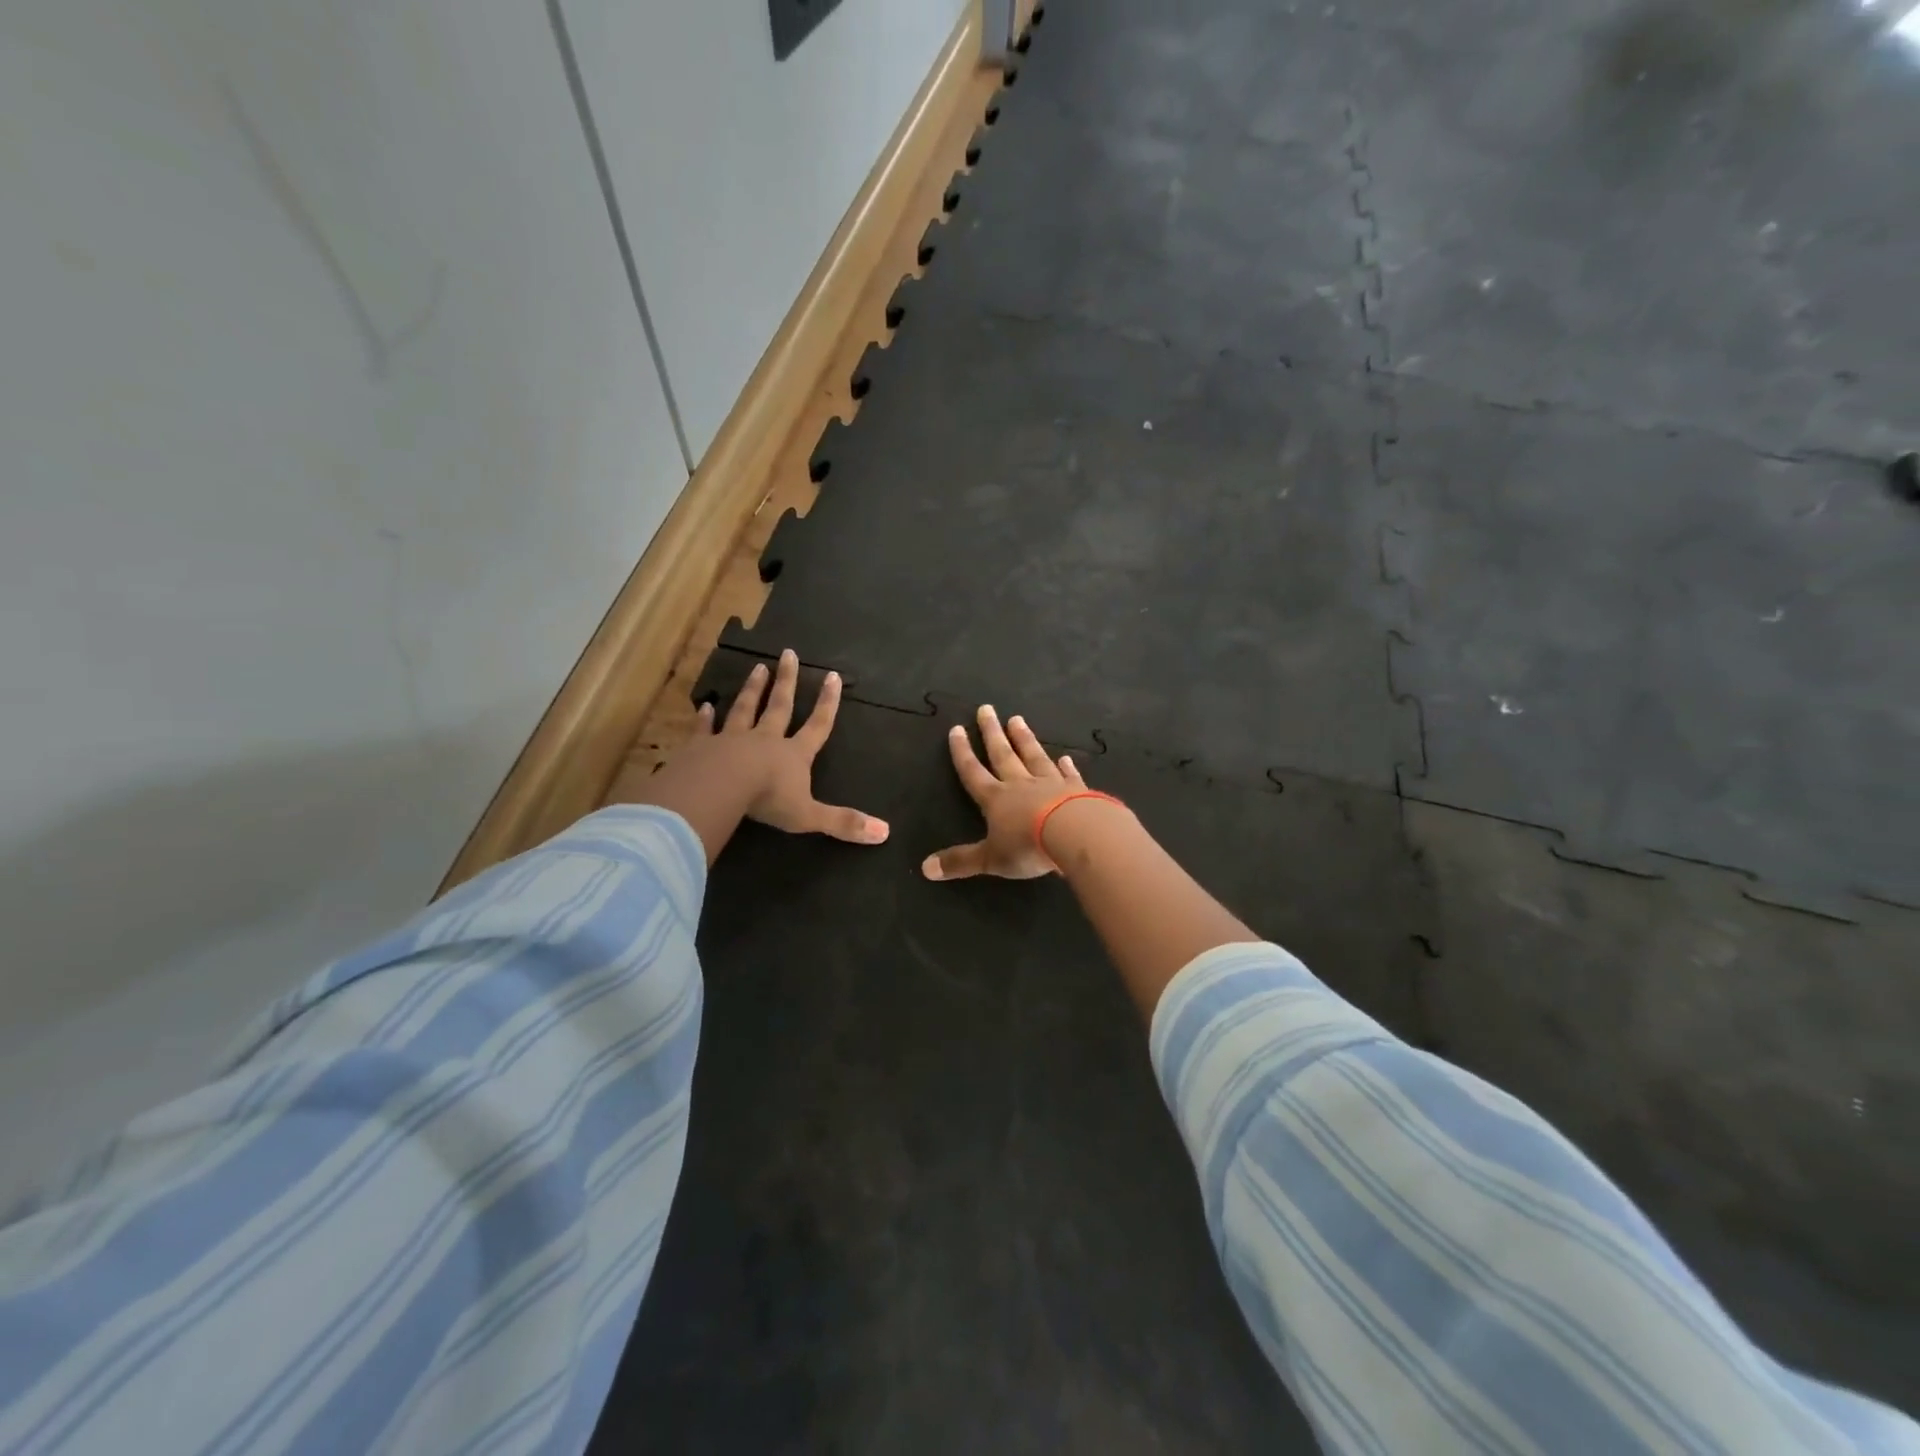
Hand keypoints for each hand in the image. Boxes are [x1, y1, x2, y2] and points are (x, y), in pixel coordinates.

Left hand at [701, 651, 887, 841]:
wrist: (721, 788)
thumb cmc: (769, 800)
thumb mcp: (810, 815)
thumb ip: (844, 822)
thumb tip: (885, 833)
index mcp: (794, 755)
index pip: (817, 725)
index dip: (827, 703)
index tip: (832, 676)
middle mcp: (766, 740)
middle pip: (779, 706)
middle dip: (786, 681)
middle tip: (788, 654)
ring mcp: (732, 740)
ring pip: (745, 709)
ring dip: (752, 689)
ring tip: (758, 668)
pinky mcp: (702, 747)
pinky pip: (705, 729)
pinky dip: (705, 718)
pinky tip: (705, 705)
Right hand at [923, 704, 1086, 880]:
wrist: (1076, 835)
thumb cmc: (1028, 846)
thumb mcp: (990, 859)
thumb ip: (960, 862)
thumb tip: (925, 868)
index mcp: (995, 799)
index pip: (973, 772)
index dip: (962, 752)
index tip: (957, 729)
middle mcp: (1020, 784)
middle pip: (1002, 754)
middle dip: (992, 732)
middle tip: (987, 708)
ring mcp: (1050, 783)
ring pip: (1034, 756)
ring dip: (1024, 739)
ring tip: (1017, 719)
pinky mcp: (1077, 790)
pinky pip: (1068, 775)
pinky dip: (1066, 767)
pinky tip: (1065, 758)